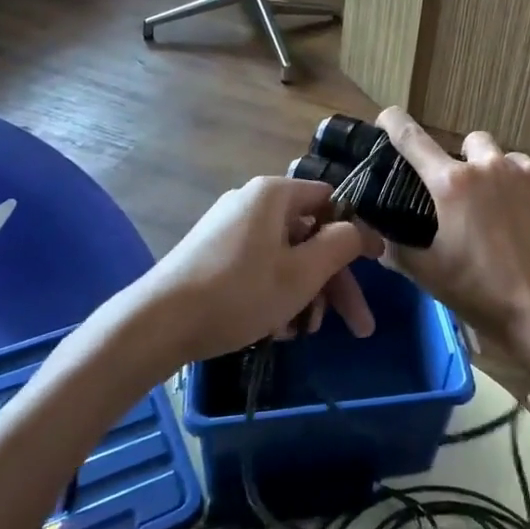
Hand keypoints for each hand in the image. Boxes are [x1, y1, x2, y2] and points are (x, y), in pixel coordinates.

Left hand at [140, 177, 380, 363]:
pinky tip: (274, 331)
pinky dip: (275, 295)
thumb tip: (361, 231)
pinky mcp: (212, 255)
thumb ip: (342, 244)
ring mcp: (229, 229)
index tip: (373, 268)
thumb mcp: (303, 271)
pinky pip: (259, 268)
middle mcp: (252, 203)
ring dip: (305, 295)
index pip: (331, 201)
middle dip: (333, 283)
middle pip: (309, 237)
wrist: (156, 325)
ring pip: (285, 257)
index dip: (355, 234)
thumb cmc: (239, 292)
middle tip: (356, 327)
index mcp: (274, 194)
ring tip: (302, 334)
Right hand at [376, 107, 529, 361]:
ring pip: (510, 161)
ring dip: (504, 180)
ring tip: (510, 219)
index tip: (388, 117)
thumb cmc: (485, 295)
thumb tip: (379, 237)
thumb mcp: (430, 275)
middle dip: (468, 162)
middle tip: (470, 199)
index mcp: (453, 184)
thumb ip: (398, 249)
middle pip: (472, 143)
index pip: (413, 139)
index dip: (395, 124)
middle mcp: (492, 165)